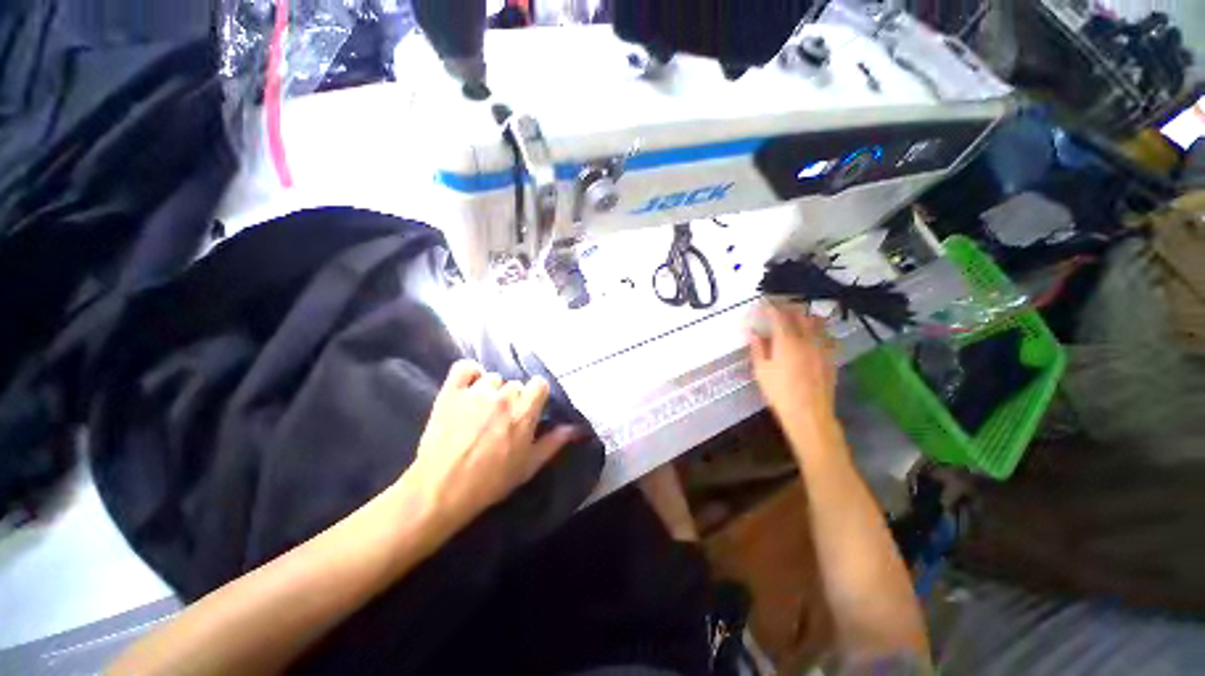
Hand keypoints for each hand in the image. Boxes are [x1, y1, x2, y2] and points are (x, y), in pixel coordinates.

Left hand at [404, 360, 577, 528]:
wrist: (441, 490)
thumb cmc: (490, 481)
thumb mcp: (528, 466)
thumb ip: (554, 443)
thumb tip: (575, 427)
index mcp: (523, 412)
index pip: (539, 384)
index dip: (536, 395)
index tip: (530, 408)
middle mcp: (503, 397)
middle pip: (515, 384)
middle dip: (513, 398)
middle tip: (503, 418)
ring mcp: (476, 392)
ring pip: (492, 378)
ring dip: (491, 390)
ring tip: (482, 409)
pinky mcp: (451, 392)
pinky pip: (465, 367)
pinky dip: (470, 373)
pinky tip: (470, 387)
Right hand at [748, 302, 838, 443]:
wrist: (809, 414)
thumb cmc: (780, 393)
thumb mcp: (761, 371)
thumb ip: (758, 348)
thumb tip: (753, 331)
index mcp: (787, 341)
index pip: (779, 315)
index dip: (771, 306)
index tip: (764, 302)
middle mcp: (807, 339)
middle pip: (800, 314)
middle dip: (788, 306)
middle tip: (778, 306)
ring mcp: (823, 347)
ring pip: (817, 321)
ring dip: (805, 315)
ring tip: (796, 316)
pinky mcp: (832, 356)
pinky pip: (827, 335)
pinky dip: (818, 329)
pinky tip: (813, 334)